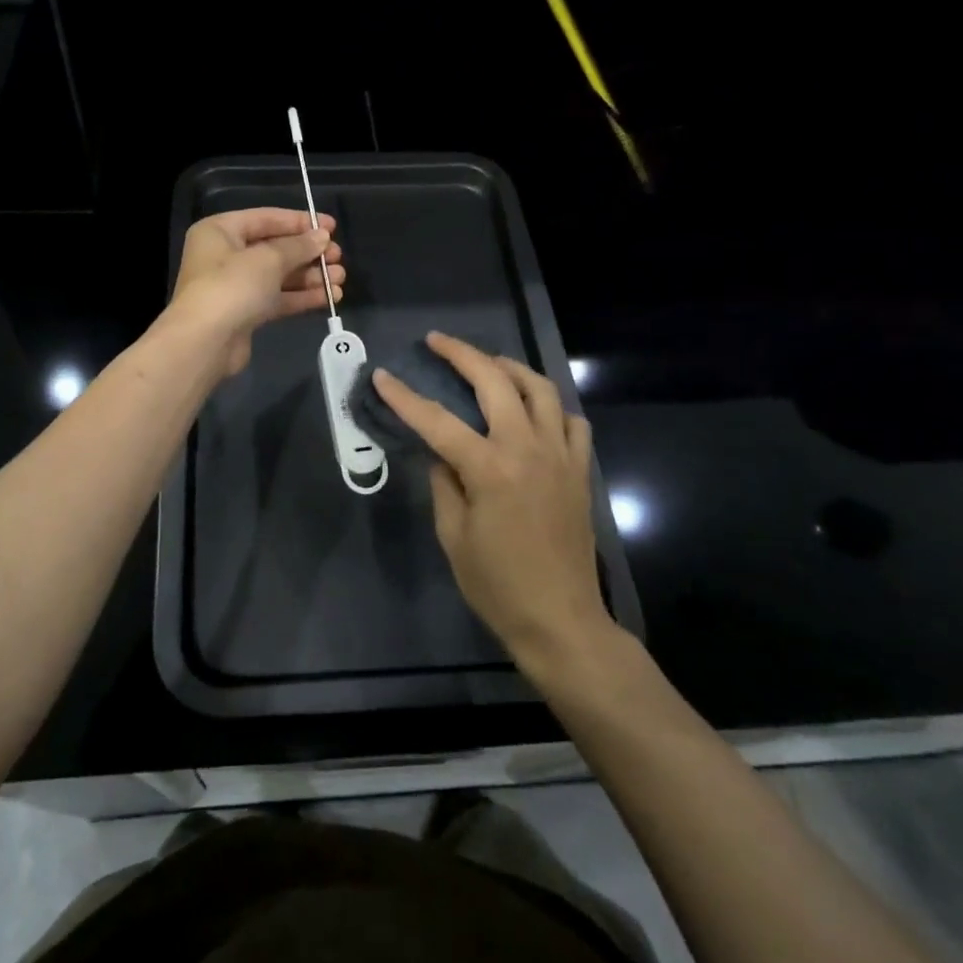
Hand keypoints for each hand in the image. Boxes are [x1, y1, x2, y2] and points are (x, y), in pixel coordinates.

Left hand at [170, 208, 344, 375]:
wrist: (205, 343)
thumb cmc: (232, 287)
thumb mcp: (269, 259)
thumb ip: (298, 246)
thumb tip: (322, 237)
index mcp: (220, 231)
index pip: (266, 218)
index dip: (301, 222)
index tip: (332, 227)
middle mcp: (224, 255)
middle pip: (274, 248)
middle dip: (308, 253)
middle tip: (338, 257)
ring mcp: (234, 286)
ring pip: (279, 275)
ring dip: (310, 276)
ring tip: (340, 278)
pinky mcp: (245, 313)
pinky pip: (277, 298)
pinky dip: (301, 296)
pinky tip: (329, 297)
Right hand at [371, 332, 610, 664]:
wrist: (561, 620)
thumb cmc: (497, 584)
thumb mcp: (453, 536)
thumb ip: (444, 483)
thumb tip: (441, 453)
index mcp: (489, 469)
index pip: (437, 420)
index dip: (405, 396)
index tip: (382, 375)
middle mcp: (527, 449)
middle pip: (494, 382)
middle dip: (462, 354)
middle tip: (437, 342)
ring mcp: (560, 455)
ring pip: (540, 388)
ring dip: (510, 367)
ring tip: (487, 363)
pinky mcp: (580, 469)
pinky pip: (570, 420)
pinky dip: (549, 405)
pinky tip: (533, 409)